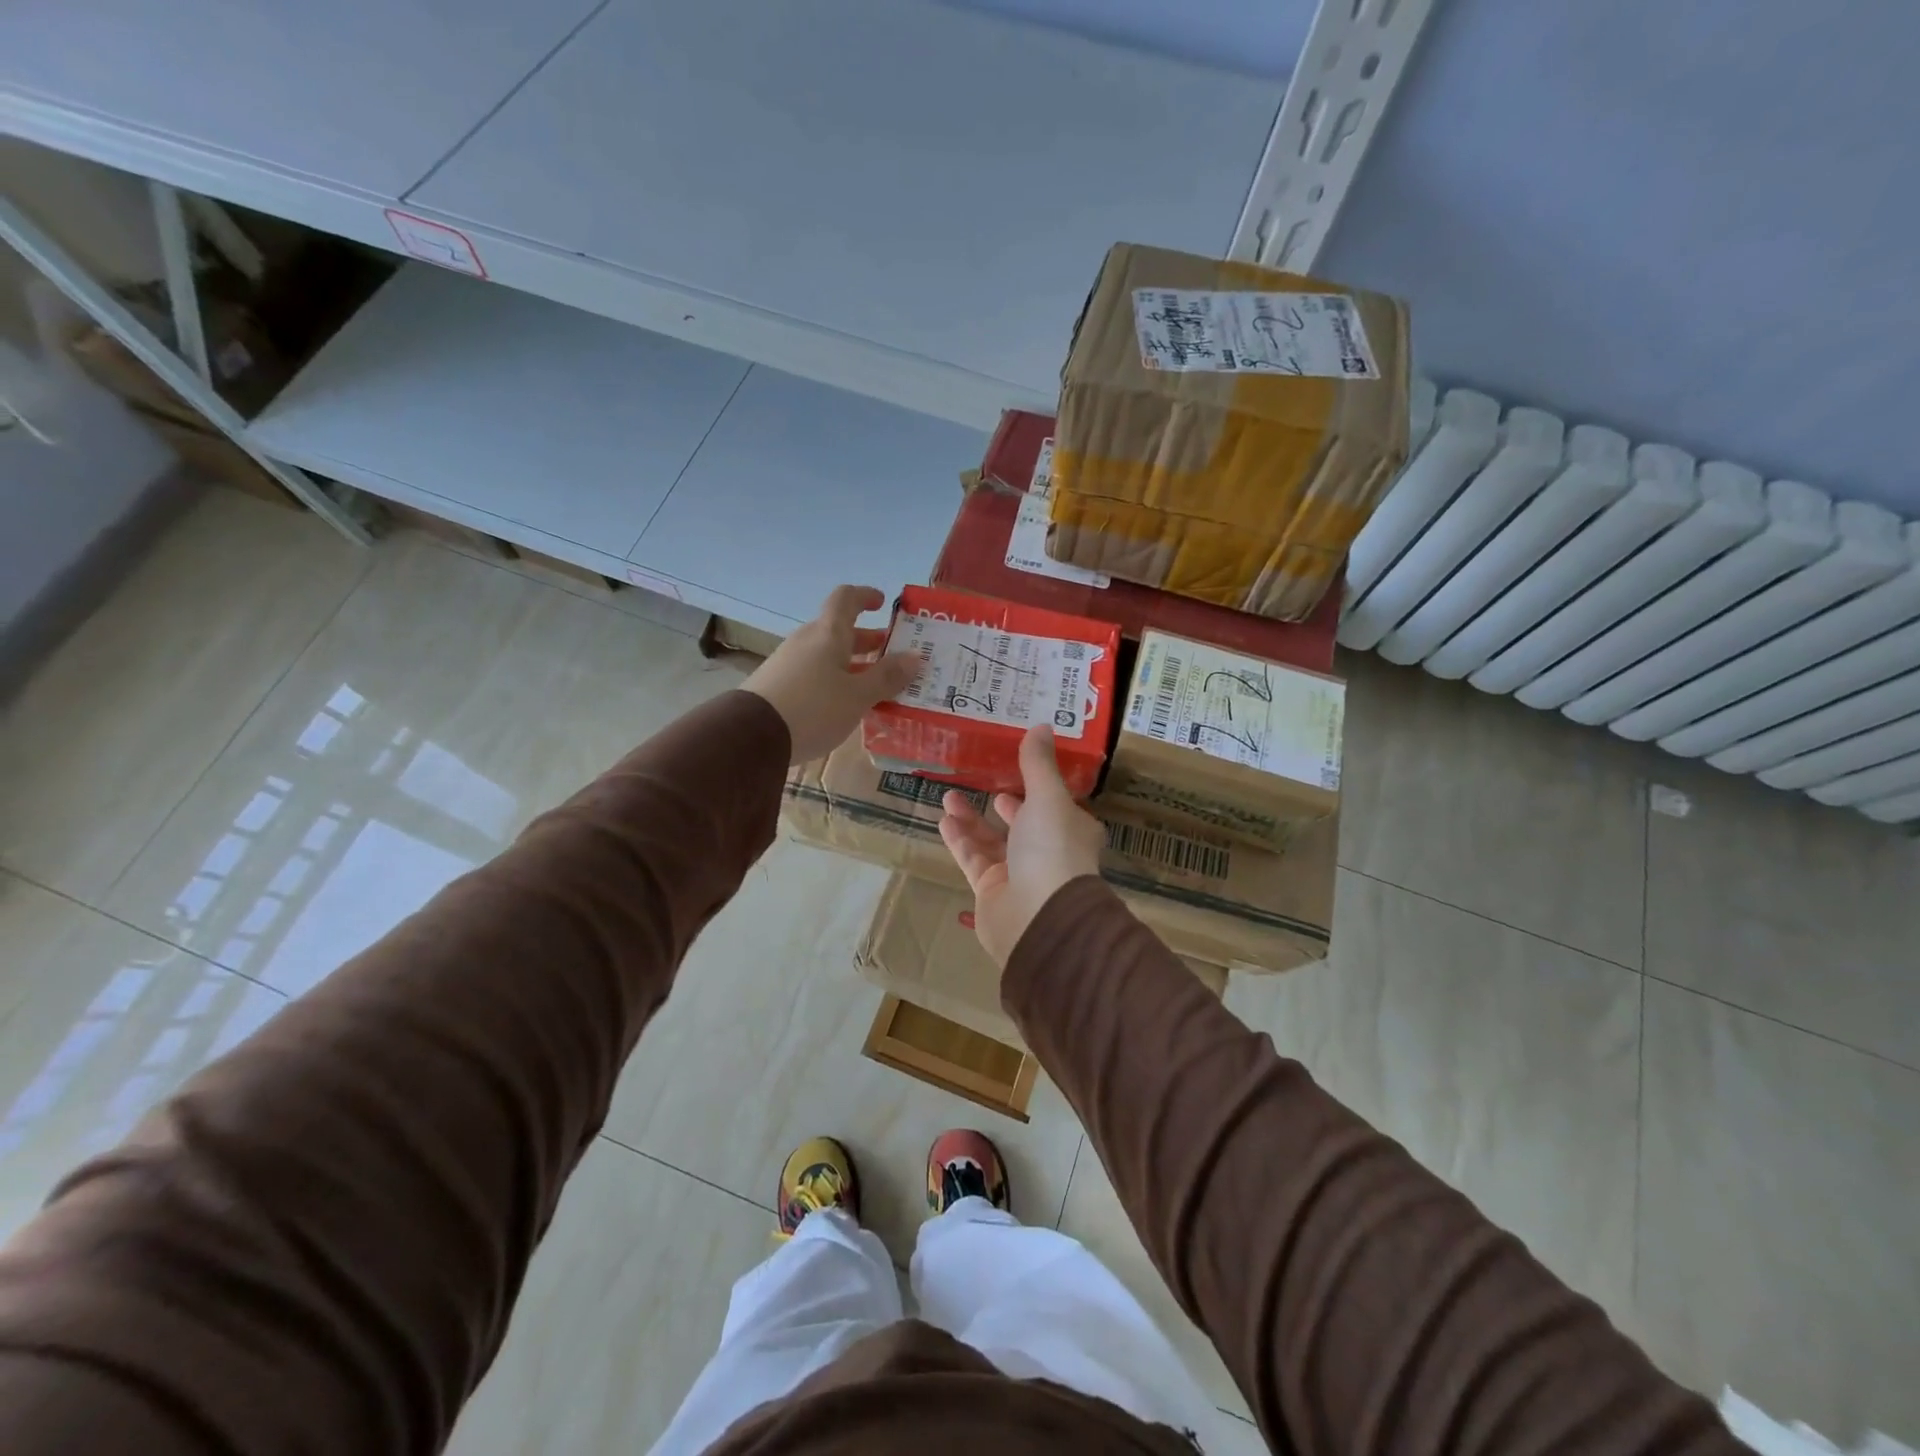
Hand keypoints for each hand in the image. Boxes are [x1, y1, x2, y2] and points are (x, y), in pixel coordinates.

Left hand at [743, 585, 920, 764]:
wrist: (752, 736)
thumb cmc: (814, 708)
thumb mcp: (858, 696)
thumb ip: (887, 676)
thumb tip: (914, 657)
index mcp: (828, 634)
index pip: (846, 599)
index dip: (865, 596)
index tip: (882, 603)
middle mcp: (807, 641)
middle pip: (838, 631)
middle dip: (867, 640)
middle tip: (892, 654)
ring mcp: (788, 663)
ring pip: (826, 655)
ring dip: (852, 664)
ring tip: (875, 686)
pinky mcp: (777, 686)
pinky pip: (813, 674)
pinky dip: (834, 681)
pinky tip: (845, 705)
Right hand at [938, 725, 1105, 966]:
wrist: (1039, 917)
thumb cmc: (1052, 849)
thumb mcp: (1048, 797)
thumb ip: (1038, 764)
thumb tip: (1041, 725)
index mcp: (1071, 831)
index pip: (1055, 806)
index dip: (1038, 788)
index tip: (1017, 768)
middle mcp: (1048, 853)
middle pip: (1022, 824)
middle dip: (1002, 803)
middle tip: (980, 781)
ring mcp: (1019, 875)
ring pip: (992, 841)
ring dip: (971, 818)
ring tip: (948, 795)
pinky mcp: (992, 892)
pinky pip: (973, 859)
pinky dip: (959, 840)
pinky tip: (943, 820)